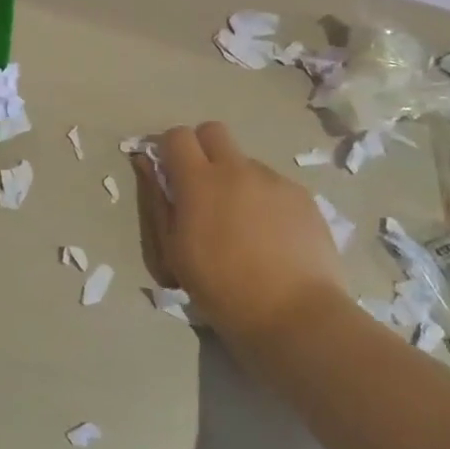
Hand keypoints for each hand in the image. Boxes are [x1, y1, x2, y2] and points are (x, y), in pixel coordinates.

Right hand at [136, 122, 347, 342]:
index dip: (169, 149)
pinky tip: (273, 237)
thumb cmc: (222, 290)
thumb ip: (158, 202)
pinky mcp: (303, 197)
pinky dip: (266, 200)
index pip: (177, 135)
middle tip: (203, 187)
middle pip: (213, 131)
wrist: (296, 317)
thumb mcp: (174, 252)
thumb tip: (146, 164)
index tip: (170, 174)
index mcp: (199, 181)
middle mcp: (237, 169)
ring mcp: (274, 181)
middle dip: (202, 149)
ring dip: (237, 180)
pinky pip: (274, 186)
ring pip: (246, 162)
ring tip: (245, 226)